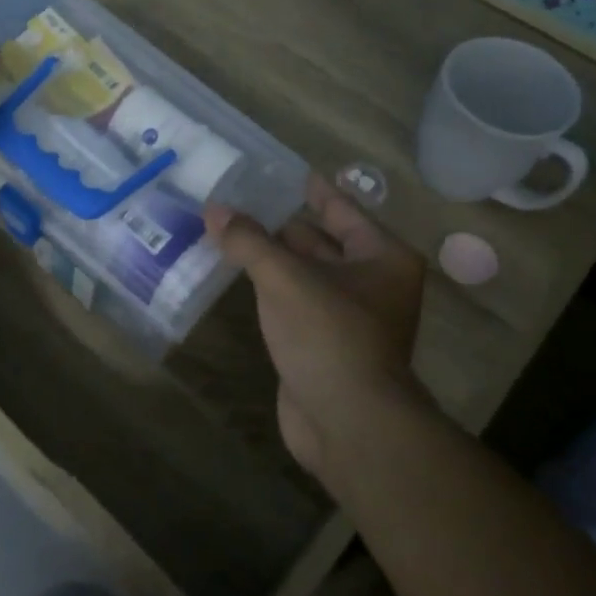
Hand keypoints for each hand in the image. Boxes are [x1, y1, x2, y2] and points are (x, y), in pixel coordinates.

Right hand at [204, 176, 427, 485]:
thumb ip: (248, 241)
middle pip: (322, 240)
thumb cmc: (330, 336)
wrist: (349, 424)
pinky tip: (238, 274)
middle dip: (281, 223)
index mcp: (381, 257)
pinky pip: (294, 302)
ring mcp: (349, 316)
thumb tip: (214, 209)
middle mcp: (373, 282)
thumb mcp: (285, 278)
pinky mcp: (324, 344)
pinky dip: (269, 288)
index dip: (310, 189)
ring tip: (229, 229)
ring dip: (271, 256)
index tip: (279, 171)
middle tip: (238, 199)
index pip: (341, 208)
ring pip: (305, 273)